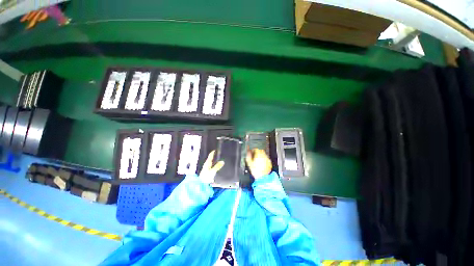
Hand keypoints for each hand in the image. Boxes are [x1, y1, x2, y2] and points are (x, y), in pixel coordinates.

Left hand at [199, 150, 224, 183]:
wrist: (201, 184)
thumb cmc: (206, 177)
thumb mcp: (213, 171)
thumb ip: (217, 166)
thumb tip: (222, 161)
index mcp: (207, 163)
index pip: (210, 155)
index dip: (213, 152)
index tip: (216, 149)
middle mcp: (207, 165)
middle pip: (211, 159)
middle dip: (215, 156)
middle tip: (219, 154)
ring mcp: (207, 169)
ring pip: (212, 163)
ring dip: (215, 161)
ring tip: (220, 159)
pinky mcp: (208, 173)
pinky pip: (212, 167)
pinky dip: (215, 165)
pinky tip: (218, 167)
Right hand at [246, 149, 271, 179]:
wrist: (262, 177)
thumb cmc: (256, 171)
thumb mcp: (249, 163)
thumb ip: (248, 156)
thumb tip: (248, 152)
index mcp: (259, 155)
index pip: (256, 149)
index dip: (252, 150)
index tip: (251, 152)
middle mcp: (264, 156)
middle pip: (260, 151)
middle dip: (257, 153)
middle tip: (254, 156)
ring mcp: (267, 159)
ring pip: (263, 155)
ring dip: (260, 156)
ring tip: (257, 161)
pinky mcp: (269, 163)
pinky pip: (266, 159)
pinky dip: (263, 160)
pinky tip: (261, 164)